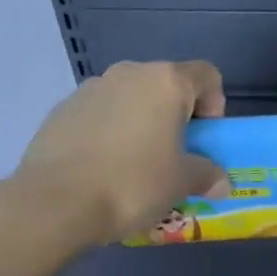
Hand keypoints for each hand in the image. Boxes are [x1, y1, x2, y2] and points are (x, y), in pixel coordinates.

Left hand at [12, 60, 230, 243]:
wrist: (55, 202)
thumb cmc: (133, 183)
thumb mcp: (182, 183)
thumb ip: (207, 175)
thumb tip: (221, 182)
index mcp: (166, 82)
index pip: (207, 76)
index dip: (215, 105)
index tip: (205, 139)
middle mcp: (129, 73)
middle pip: (166, 85)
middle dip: (175, 116)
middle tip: (174, 155)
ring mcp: (90, 88)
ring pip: (130, 99)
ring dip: (141, 123)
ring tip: (135, 164)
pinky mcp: (61, 110)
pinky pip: (99, 114)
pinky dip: (109, 132)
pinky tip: (102, 168)